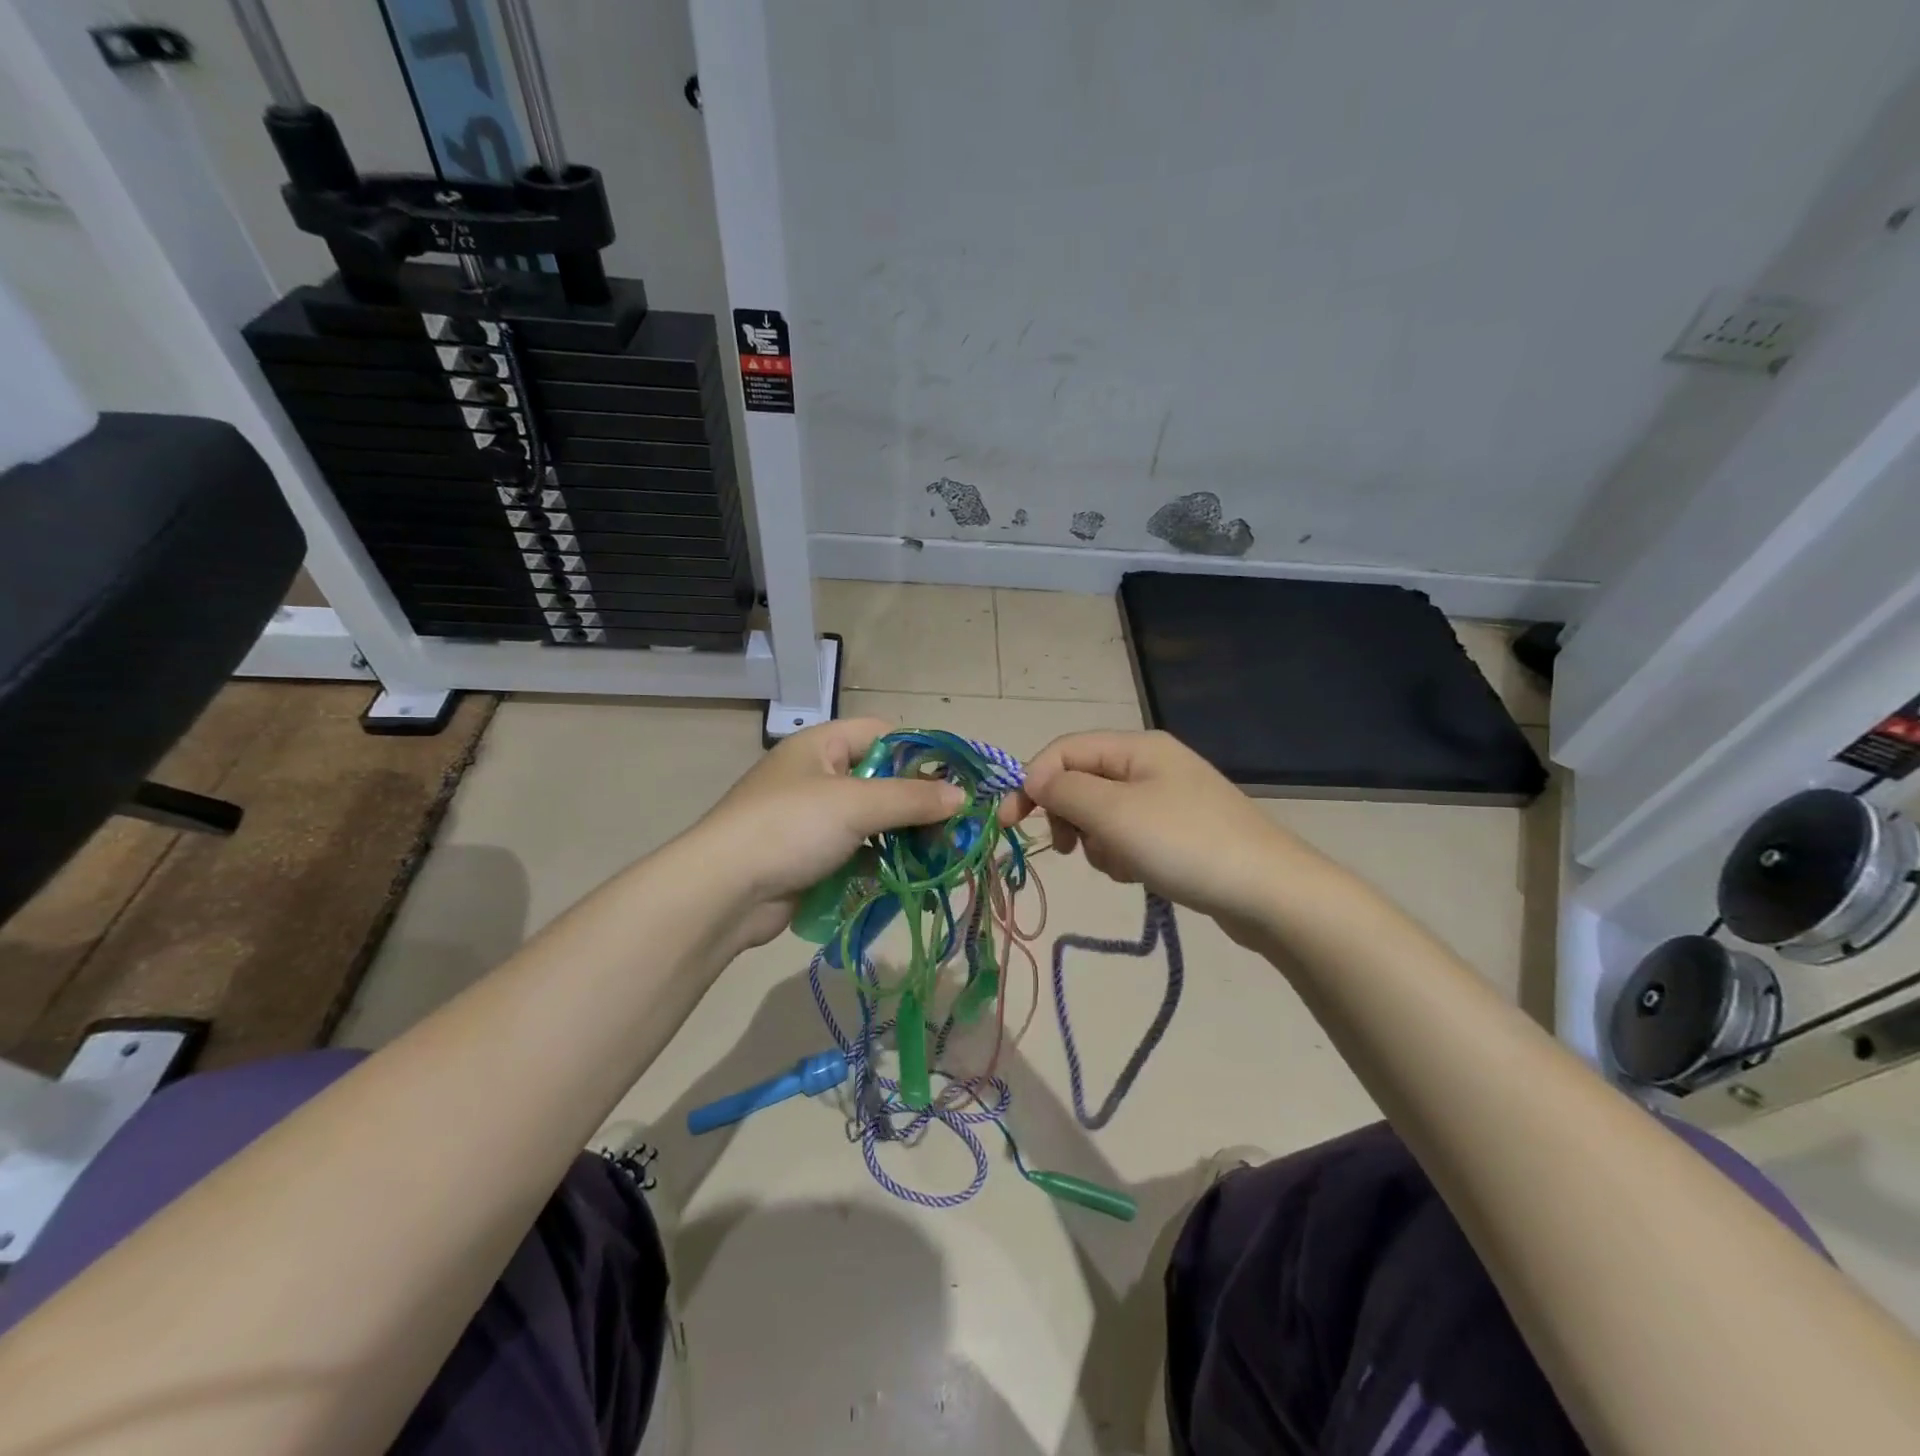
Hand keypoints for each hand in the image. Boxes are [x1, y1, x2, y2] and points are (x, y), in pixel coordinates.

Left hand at [685, 718, 963, 948]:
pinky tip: (910, 877)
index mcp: (822, 746)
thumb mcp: (855, 804)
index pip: (884, 733)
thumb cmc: (790, 828)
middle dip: (918, 803)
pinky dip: (883, 862)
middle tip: (956, 826)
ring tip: (942, 855)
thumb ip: (912, 799)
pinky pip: (859, 852)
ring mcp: (813, 819)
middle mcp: (818, 775)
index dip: (921, 752)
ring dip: (904, 836)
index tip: (955, 780)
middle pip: (882, 779)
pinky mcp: (812, 857)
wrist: (723, 892)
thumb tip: (961, 797)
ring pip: (873, 820)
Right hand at [1006, 730, 1297, 923]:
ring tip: (1121, 865)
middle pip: (1081, 781)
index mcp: (1136, 747)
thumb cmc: (1185, 844)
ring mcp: (1167, 799)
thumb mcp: (1115, 813)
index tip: (1009, 822)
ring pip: (1102, 813)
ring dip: (1097, 841)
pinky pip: (1128, 835)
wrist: (1269, 892)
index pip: (1063, 751)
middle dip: (1068, 816)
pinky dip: (1122, 854)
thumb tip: (1036, 780)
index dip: (1031, 781)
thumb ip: (1065, 791)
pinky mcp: (1178, 832)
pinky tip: (1140, 874)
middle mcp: (1150, 764)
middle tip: (1068, 849)